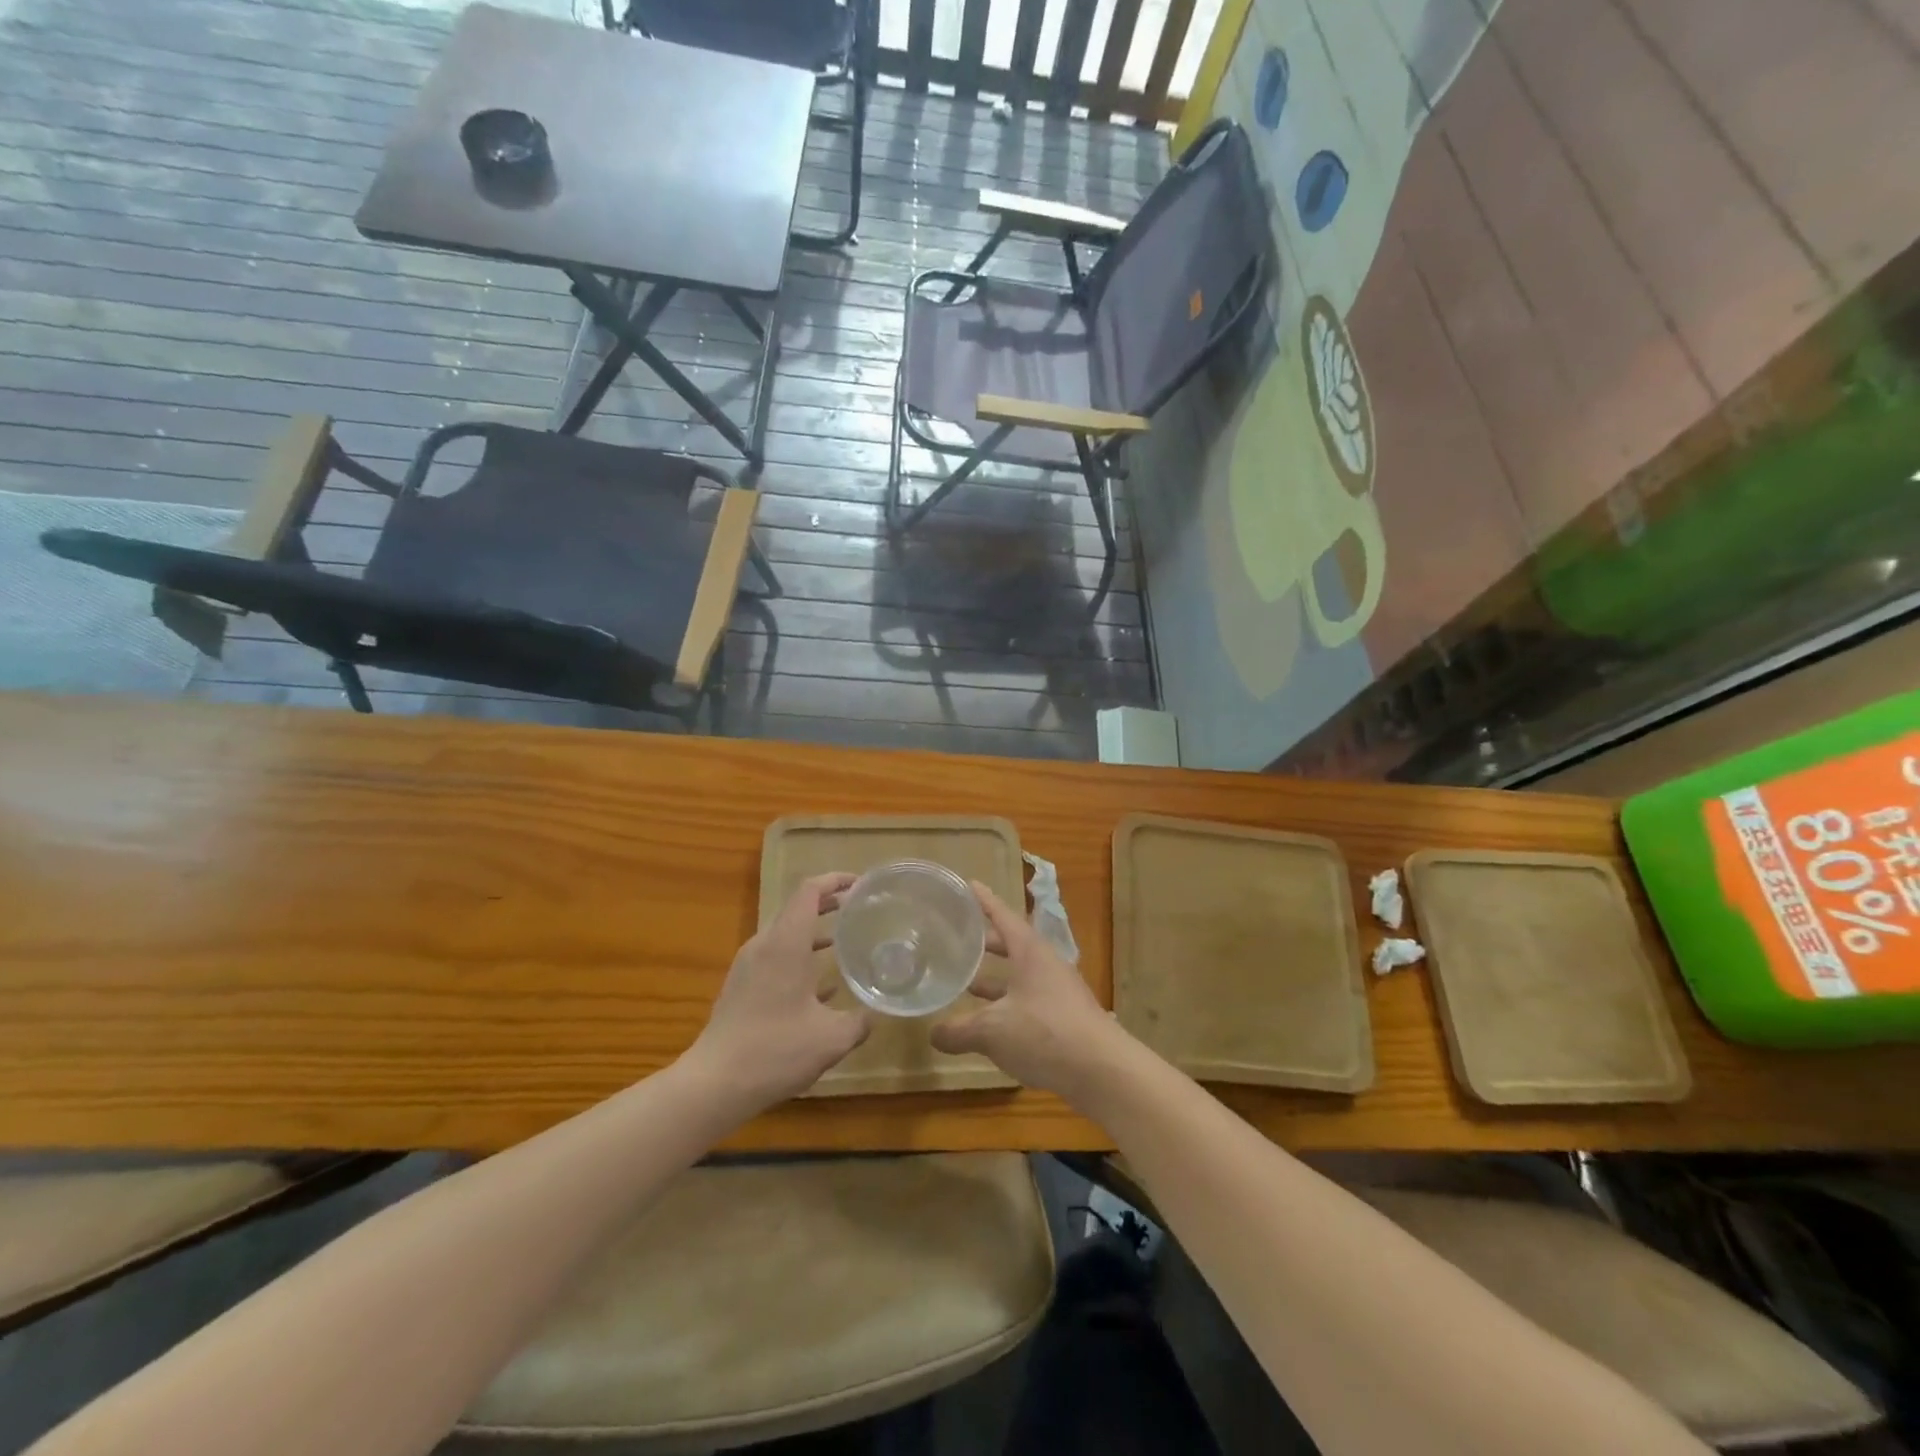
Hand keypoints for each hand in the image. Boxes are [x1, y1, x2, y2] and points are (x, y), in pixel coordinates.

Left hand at [685, 873, 869, 1110]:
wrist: (714, 1084)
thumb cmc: (775, 1050)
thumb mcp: (831, 1039)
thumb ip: (858, 1022)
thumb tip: (874, 1015)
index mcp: (786, 943)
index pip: (809, 891)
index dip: (835, 880)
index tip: (860, 883)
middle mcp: (764, 945)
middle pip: (797, 909)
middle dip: (828, 904)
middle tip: (858, 909)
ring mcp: (748, 966)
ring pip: (786, 935)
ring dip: (814, 933)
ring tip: (844, 942)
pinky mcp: (741, 988)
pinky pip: (775, 958)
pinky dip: (800, 959)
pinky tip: (823, 987)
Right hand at [931, 881, 1122, 1099]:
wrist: (1102, 1071)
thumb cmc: (1044, 1033)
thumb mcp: (992, 1031)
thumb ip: (959, 1030)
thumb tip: (933, 1034)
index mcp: (1030, 951)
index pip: (1003, 915)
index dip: (984, 901)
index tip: (969, 884)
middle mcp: (1046, 965)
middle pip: (1013, 944)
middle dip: (986, 943)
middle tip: (959, 940)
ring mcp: (1059, 992)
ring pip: (1020, 976)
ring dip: (995, 979)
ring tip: (967, 984)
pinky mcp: (1065, 1018)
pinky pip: (1029, 1001)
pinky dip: (1008, 1005)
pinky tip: (992, 1025)